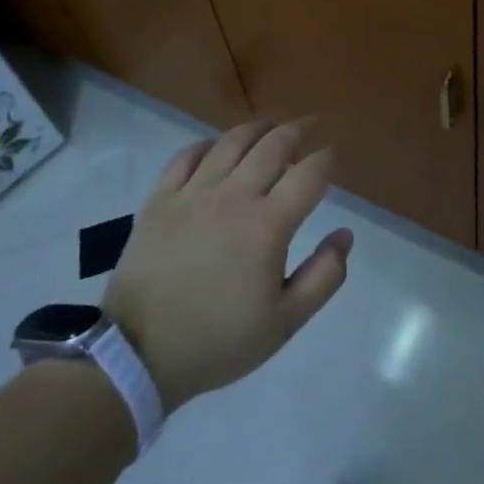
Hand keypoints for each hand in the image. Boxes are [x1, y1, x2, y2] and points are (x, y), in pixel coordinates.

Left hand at [102, 120, 352, 412]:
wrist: (138, 355)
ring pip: (232, 141)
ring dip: (258, 128)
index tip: (337, 157)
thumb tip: (345, 235)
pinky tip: (218, 148)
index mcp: (268, 224)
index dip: (329, 159)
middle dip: (299, 131)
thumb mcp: (284, 322)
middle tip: (311, 128)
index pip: (310, 173)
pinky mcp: (160, 198)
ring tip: (271, 129)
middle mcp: (234, 196)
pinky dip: (209, 144)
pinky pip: (187, 155)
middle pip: (274, 144)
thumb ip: (324, 276)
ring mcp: (193, 192)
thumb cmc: (218, 340)